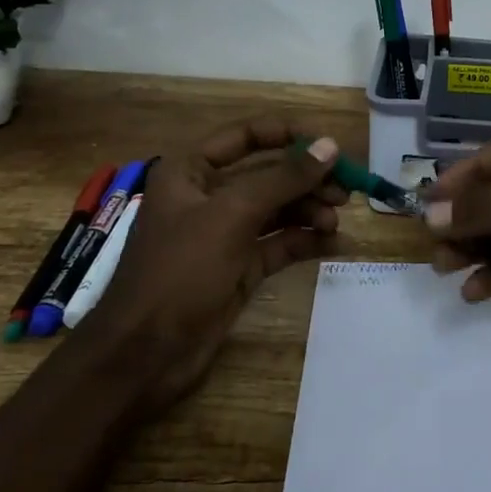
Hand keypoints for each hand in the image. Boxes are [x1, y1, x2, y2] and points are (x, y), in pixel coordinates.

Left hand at [85, 119, 344, 404]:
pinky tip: (335, 243)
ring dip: (310, 210)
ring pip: (279, 209)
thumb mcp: (232, 216)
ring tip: (335, 222)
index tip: (330, 146)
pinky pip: (280, 243)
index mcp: (192, 171)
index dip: (289, 135)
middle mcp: (209, 196)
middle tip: (346, 190)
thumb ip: (284, 178)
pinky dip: (306, 240)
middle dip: (308, 179)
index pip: (247, 135)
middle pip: (269, 174)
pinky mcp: (240, 267)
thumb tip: (330, 146)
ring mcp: (225, 234)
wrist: (144, 356)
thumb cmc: (179, 271)